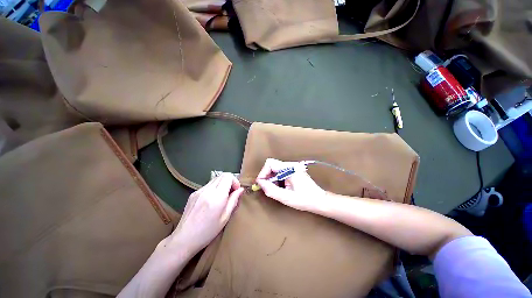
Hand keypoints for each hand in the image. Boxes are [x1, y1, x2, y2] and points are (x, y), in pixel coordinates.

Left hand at [165, 173, 243, 254]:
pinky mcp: (193, 193)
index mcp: (216, 196)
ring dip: (222, 184)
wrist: (183, 239)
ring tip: (222, 197)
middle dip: (230, 181)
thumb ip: (234, 200)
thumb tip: (241, 189)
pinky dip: (214, 188)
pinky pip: (208, 185)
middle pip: (222, 175)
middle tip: (231, 193)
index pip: (228, 176)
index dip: (235, 181)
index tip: (236, 191)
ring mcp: (198, 191)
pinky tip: (212, 200)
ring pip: (215, 179)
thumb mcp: (225, 217)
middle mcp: (207, 190)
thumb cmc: (207, 231)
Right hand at [256, 158, 325, 211]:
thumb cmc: (305, 200)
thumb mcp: (286, 198)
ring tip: (276, 190)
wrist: (319, 201)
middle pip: (272, 165)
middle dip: (267, 177)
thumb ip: (271, 190)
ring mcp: (292, 167)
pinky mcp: (293, 170)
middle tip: (268, 189)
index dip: (263, 173)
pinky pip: (279, 172)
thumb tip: (260, 183)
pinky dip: (276, 179)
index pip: (270, 163)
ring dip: (271, 179)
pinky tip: (281, 188)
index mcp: (290, 168)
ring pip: (275, 169)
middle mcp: (291, 164)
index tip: (261, 184)